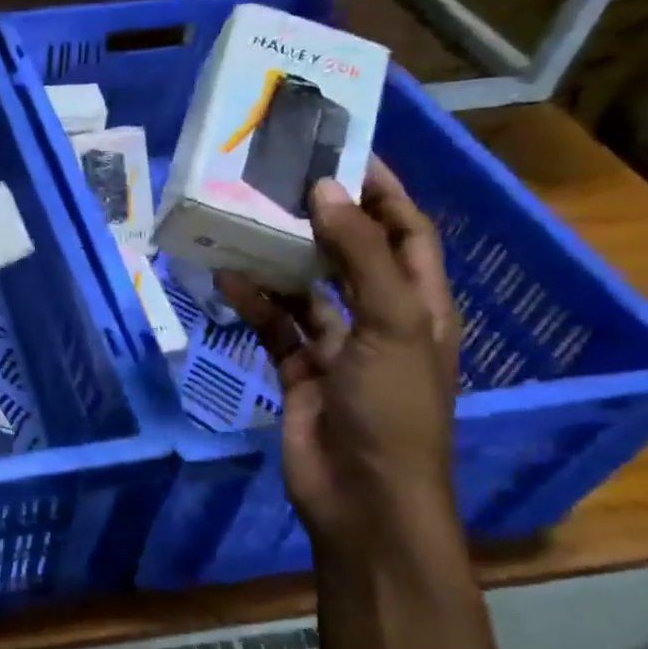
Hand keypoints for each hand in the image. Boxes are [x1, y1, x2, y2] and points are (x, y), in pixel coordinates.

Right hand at [215, 160, 461, 566]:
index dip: (383, 191)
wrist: (363, 498)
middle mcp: (380, 319)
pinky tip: (226, 278)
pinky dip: (254, 302)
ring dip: (279, 259)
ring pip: (306, 288)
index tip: (344, 150)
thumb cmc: (393, 409)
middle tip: (279, 178)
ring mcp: (338, 347)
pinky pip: (275, 325)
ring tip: (244, 221)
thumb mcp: (390, 325)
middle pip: (353, 253)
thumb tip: (326, 189)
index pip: (407, 231)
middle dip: (323, 217)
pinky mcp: (299, 370)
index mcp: (420, 305)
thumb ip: (362, 255)